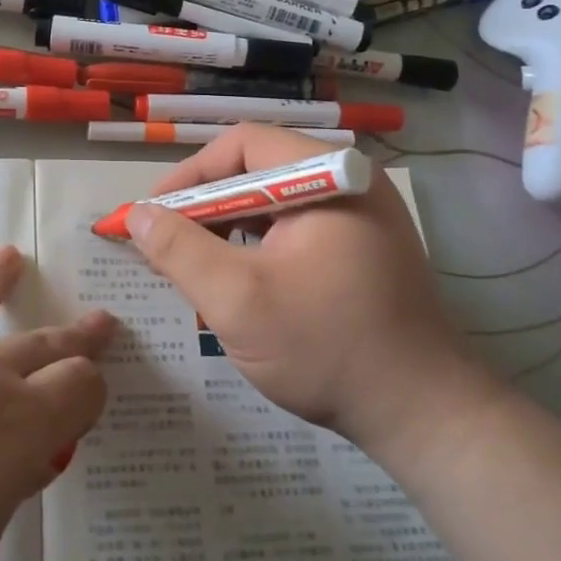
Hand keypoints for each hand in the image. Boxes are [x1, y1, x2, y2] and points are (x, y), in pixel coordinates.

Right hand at [124, 125, 500, 465]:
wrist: (423, 415)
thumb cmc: (325, 348)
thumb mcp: (237, 299)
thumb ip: (179, 249)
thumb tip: (137, 214)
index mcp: (328, 175)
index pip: (242, 145)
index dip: (188, 175)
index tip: (151, 214)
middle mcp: (350, 181)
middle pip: (258, 171)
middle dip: (204, 206)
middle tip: (165, 244)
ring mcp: (364, 215)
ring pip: (275, 204)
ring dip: (228, 228)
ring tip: (196, 265)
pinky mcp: (366, 248)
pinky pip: (297, 229)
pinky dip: (258, 246)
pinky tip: (240, 280)